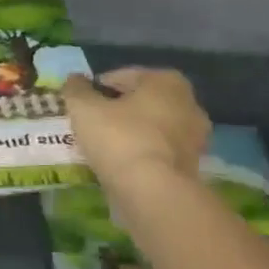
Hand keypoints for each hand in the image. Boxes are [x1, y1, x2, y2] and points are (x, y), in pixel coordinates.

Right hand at [63, 67, 209, 189]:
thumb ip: (76, 89)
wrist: (153, 192)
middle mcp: (188, 103)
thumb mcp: (84, 108)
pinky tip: (118, 163)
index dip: (96, 88)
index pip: (121, 76)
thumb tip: (74, 80)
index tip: (80, 104)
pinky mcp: (192, 166)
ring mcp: (194, 137)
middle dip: (116, 110)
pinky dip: (139, 153)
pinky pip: (157, 151)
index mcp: (166, 81)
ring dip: (129, 132)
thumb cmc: (119, 138)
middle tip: (90, 123)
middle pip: (140, 101)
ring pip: (150, 127)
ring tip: (101, 145)